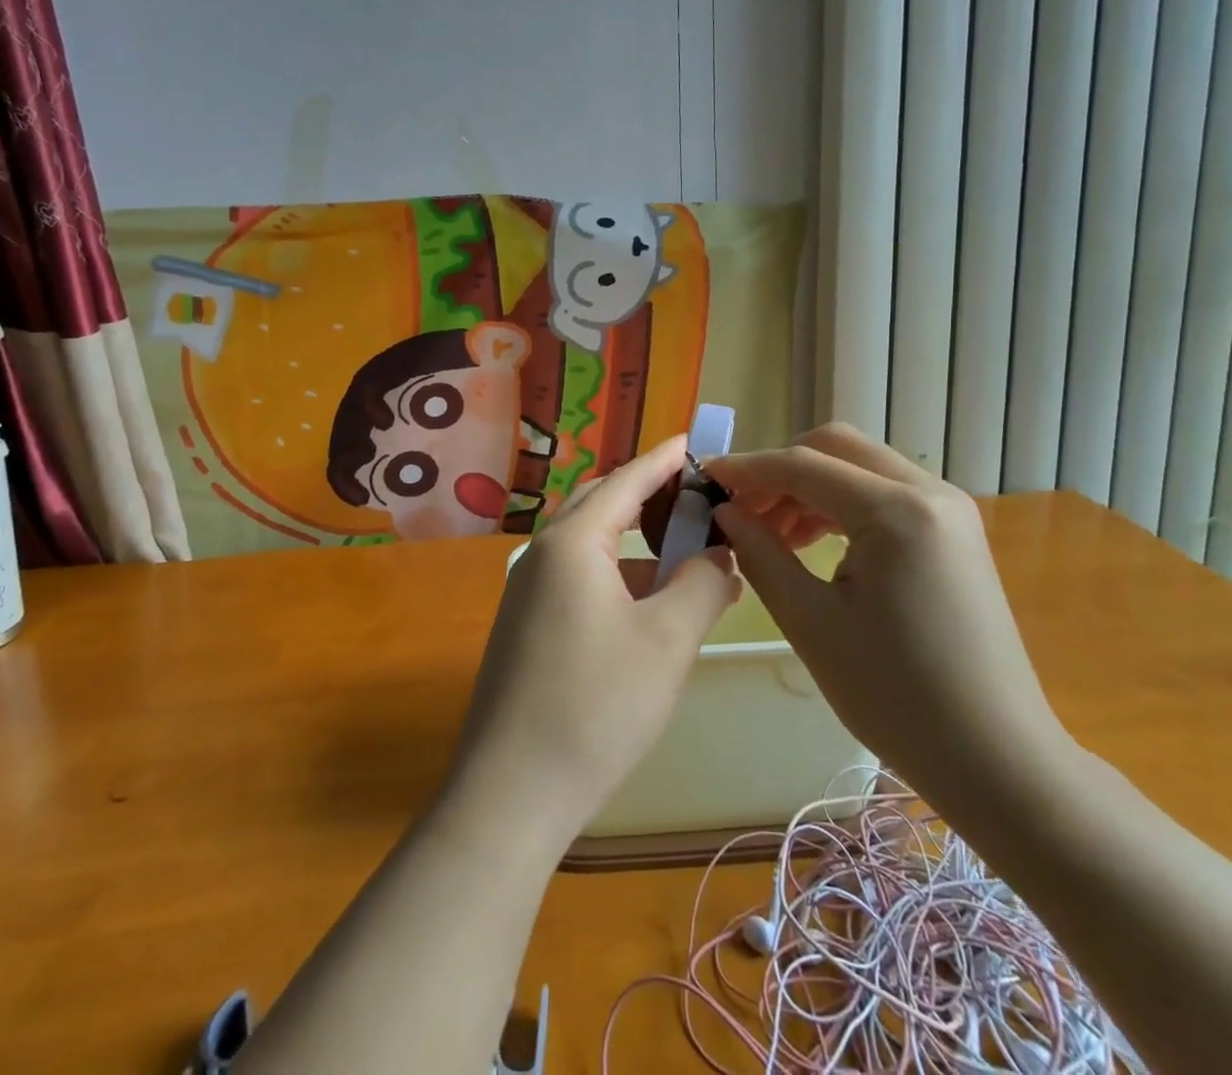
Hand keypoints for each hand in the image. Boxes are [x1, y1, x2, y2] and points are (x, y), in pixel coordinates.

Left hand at [443, 437, 739, 845]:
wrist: (511, 791)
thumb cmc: (597, 705)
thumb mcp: (667, 640)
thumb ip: (702, 584)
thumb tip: (720, 557)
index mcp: (572, 542)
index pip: (625, 481)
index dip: (661, 460)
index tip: (691, 441)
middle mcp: (542, 554)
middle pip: (600, 504)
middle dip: (646, 494)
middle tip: (694, 497)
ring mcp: (526, 591)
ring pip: (587, 545)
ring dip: (632, 540)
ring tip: (679, 551)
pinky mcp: (524, 626)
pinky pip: (576, 577)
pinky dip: (614, 575)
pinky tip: (643, 603)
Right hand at [705, 424, 1070, 804]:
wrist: (997, 759)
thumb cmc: (896, 696)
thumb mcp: (811, 622)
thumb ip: (760, 554)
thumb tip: (724, 512)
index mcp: (897, 512)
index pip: (803, 465)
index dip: (747, 468)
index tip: (703, 478)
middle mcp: (929, 492)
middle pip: (836, 446)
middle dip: (780, 469)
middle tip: (741, 509)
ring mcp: (949, 510)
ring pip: (860, 466)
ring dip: (809, 486)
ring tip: (771, 533)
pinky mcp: (954, 532)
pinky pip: (884, 494)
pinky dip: (840, 504)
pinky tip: (813, 542)